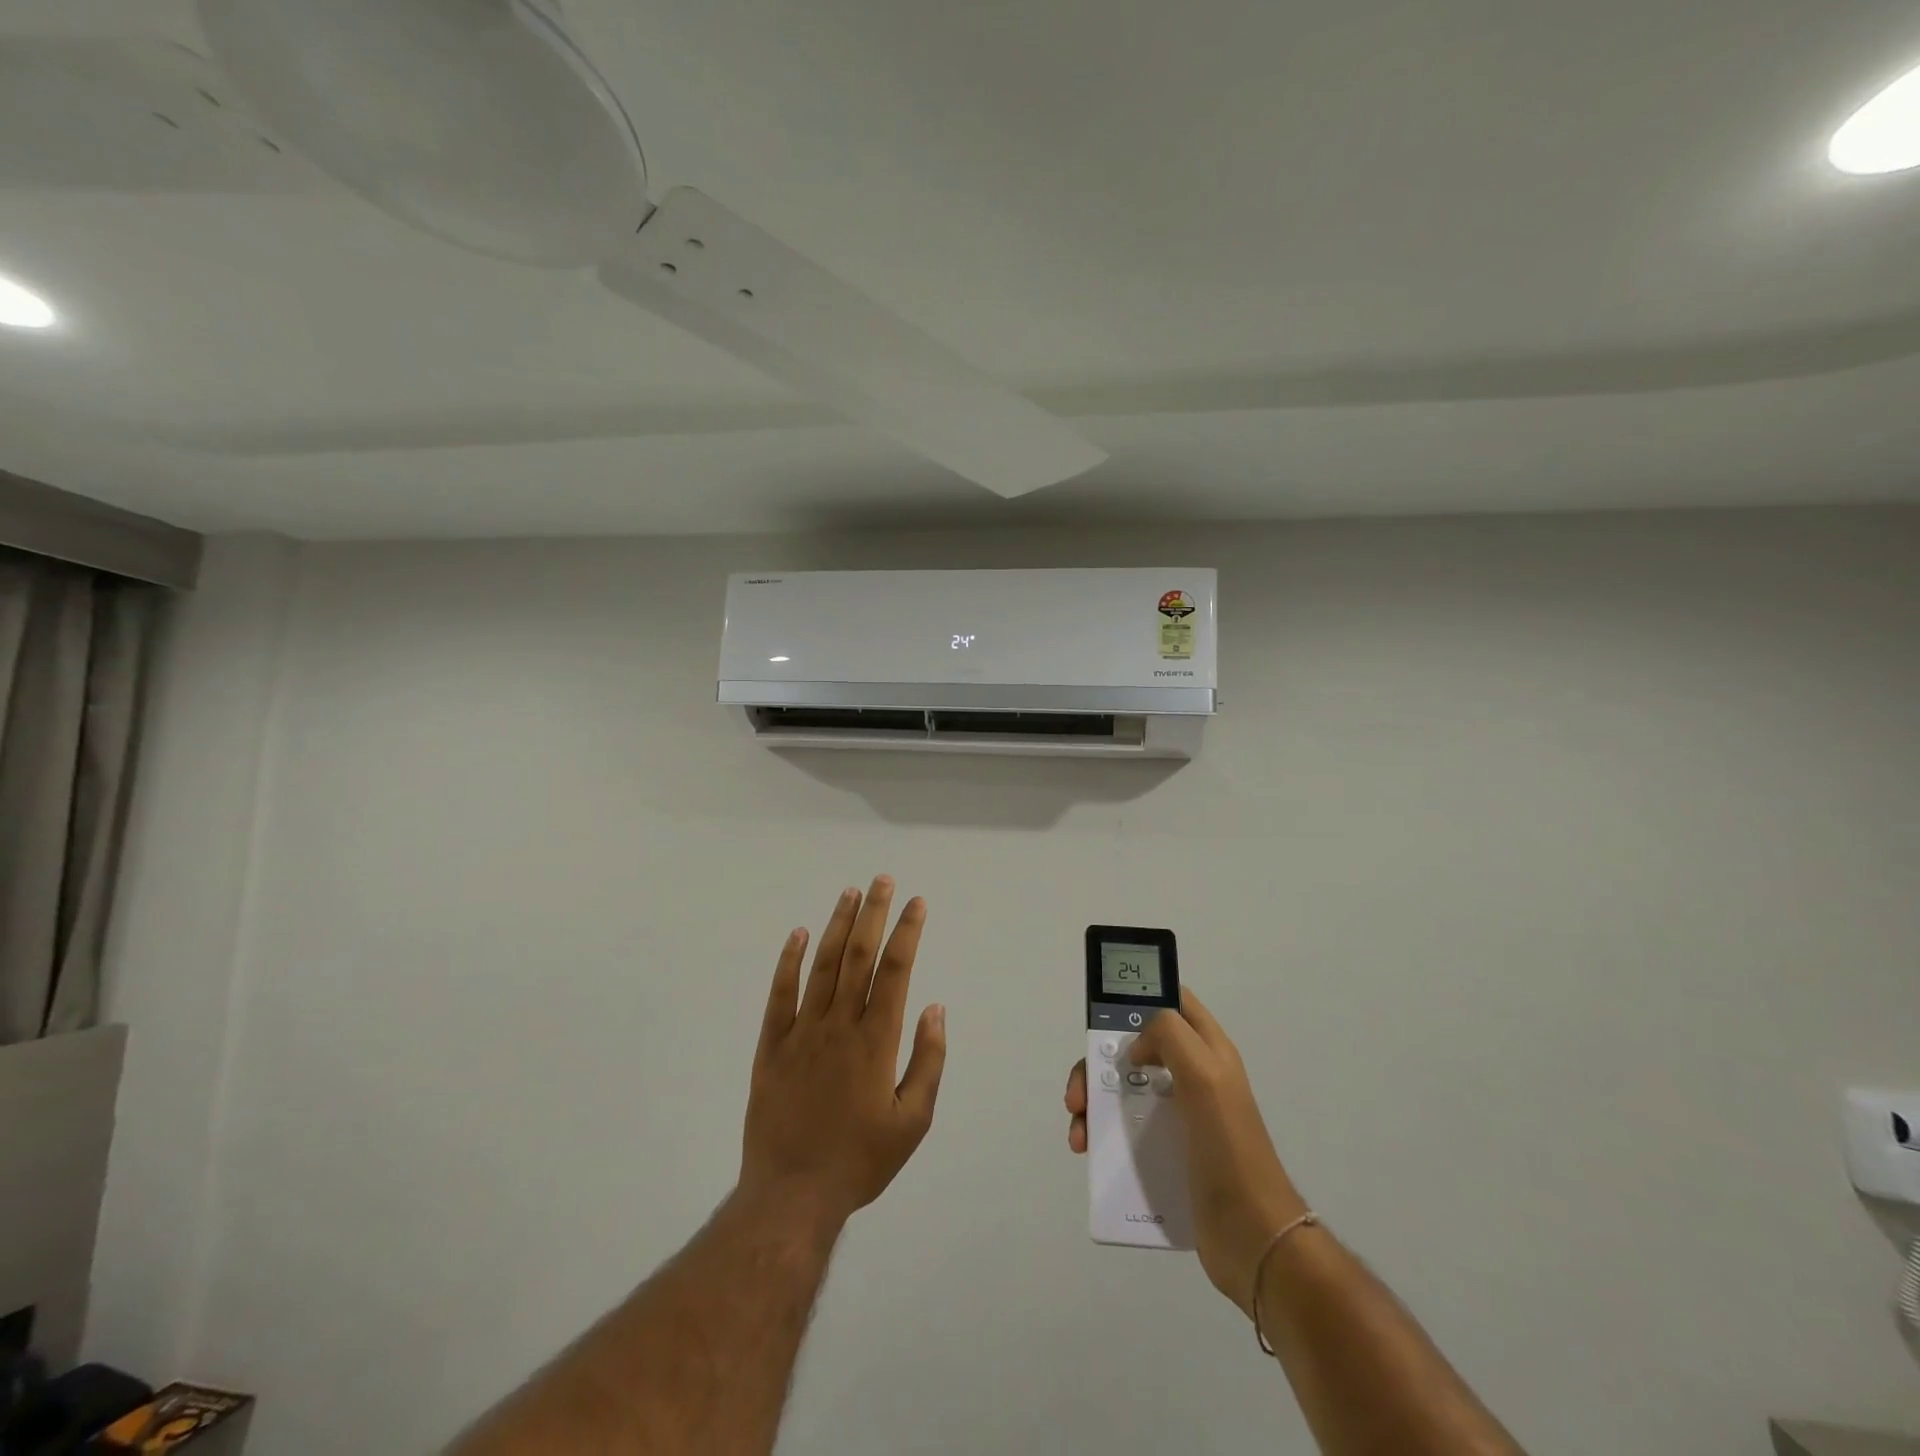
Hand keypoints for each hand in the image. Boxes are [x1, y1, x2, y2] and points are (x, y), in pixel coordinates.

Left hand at [741, 877, 947, 1228]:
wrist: (792, 1195)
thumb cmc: (860, 1160)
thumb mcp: (912, 1121)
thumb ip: (928, 1061)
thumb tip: (935, 1007)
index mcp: (876, 1041)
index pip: (896, 970)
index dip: (907, 932)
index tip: (917, 902)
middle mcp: (839, 1025)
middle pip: (859, 956)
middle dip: (874, 914)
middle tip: (882, 880)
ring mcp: (802, 1032)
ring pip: (822, 966)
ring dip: (837, 926)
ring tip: (850, 893)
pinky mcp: (771, 1046)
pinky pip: (780, 995)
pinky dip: (788, 962)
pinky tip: (797, 934)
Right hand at [1065, 990, 1306, 1315]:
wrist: (1252, 1237)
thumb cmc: (1229, 1147)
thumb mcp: (1205, 1074)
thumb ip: (1169, 1036)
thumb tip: (1136, 1046)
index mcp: (1207, 1050)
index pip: (1173, 1002)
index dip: (1140, 996)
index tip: (1103, 1010)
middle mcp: (1192, 1076)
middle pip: (1135, 1047)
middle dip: (1099, 1060)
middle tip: (1080, 1090)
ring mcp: (1179, 1116)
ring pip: (1123, 1088)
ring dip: (1093, 1100)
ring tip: (1078, 1129)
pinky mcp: (1167, 1153)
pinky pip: (1124, 1129)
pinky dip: (1100, 1133)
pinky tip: (1087, 1150)